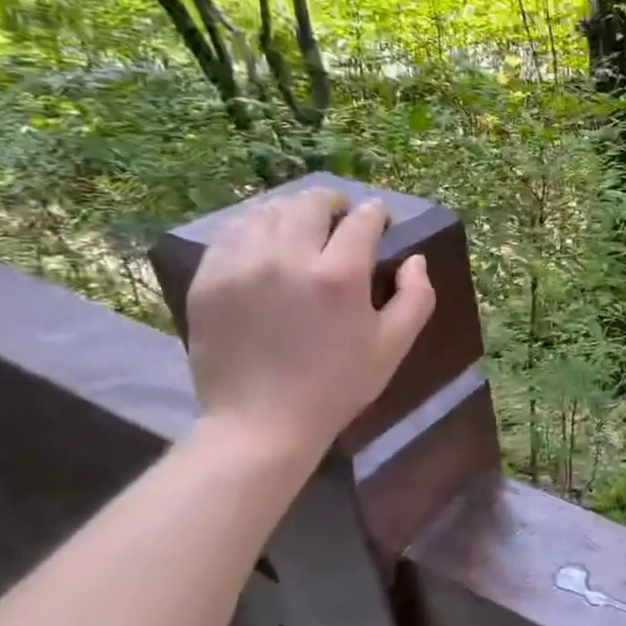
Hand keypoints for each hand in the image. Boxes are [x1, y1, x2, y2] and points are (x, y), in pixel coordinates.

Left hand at [185, 187, 435, 460]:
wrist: (261, 422)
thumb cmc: (338, 386)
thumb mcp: (394, 345)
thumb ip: (416, 296)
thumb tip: (414, 259)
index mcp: (340, 275)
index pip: (362, 221)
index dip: (376, 214)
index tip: (380, 219)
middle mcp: (288, 257)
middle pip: (312, 204)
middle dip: (333, 202)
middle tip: (341, 214)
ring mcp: (242, 264)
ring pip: (269, 210)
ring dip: (293, 210)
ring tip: (303, 224)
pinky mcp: (209, 277)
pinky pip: (232, 232)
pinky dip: (255, 226)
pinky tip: (266, 241)